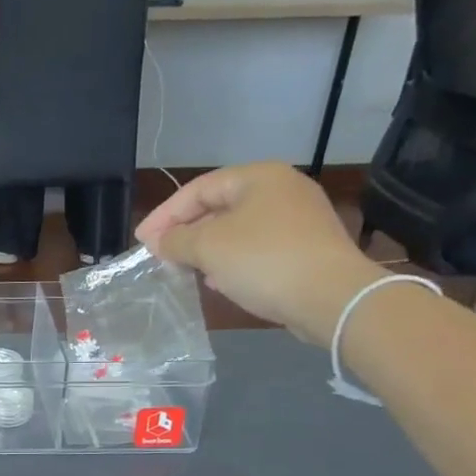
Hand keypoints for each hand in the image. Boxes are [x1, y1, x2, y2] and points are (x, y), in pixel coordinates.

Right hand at [135, 163, 385, 345]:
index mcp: (258, 177)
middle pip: (219, 207)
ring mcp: (298, 219)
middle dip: (186, 232)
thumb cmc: (264, 261)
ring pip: (237, 229)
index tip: (142, 242)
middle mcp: (281, 190)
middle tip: (161, 256)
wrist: (332, 297)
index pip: (198, 189)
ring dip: (207, 249)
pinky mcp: (307, 248)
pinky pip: (257, 248)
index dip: (165, 214)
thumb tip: (159, 241)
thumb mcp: (208, 247)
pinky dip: (232, 261)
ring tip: (185, 270)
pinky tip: (219, 281)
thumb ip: (176, 240)